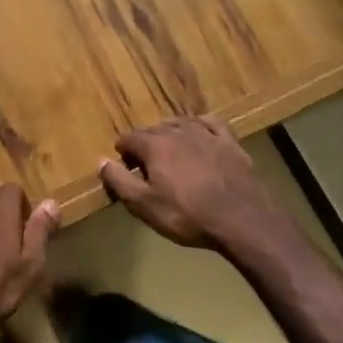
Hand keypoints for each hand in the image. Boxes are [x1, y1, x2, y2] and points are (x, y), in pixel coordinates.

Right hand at [99, 116, 289, 253]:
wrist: (242, 220)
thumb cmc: (188, 215)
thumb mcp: (144, 205)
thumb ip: (119, 181)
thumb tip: (101, 161)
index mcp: (155, 145)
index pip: (128, 138)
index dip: (123, 153)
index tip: (126, 170)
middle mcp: (178, 131)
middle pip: (153, 130)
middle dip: (145, 144)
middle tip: (146, 168)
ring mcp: (206, 133)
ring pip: (180, 123)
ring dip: (169, 134)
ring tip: (169, 152)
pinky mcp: (229, 141)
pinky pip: (210, 123)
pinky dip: (199, 126)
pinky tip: (199, 134)